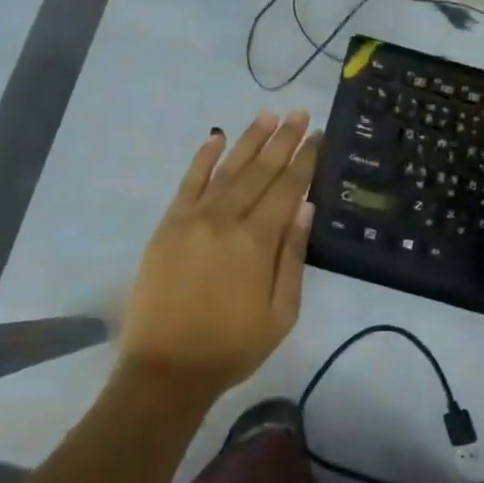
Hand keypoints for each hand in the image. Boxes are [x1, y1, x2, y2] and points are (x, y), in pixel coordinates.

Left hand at [119, 111, 321, 405]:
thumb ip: (292, 256)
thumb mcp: (280, 313)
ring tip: (268, 115)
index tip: (317, 135)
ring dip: (249, 139)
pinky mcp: (169, 224)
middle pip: (260, 170)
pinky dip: (203, 157)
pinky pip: (188, 182)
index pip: (287, 188)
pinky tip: (216, 137)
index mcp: (256, 241)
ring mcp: (193, 218)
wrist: (166, 369)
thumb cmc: (232, 347)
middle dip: (283, 140)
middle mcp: (226, 219)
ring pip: (227, 168)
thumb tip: (305, 207)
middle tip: (300, 113)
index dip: (305, 159)